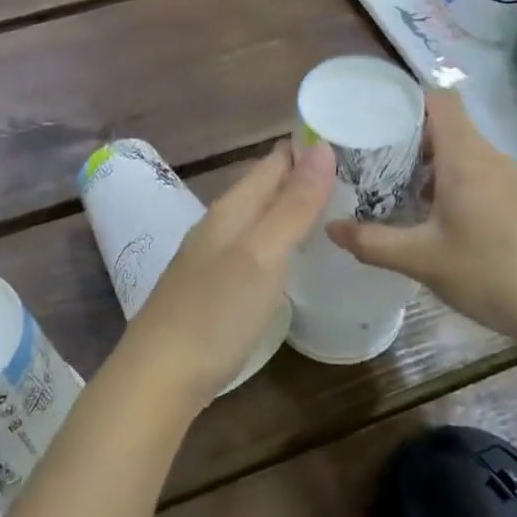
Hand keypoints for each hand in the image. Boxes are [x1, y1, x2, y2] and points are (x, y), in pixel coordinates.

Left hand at [118, 141, 333, 411]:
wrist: (159, 377)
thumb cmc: (215, 312)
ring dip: (291, 208)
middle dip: (304, 176)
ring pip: (259, 218)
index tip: (350, 139)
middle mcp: (220, 225)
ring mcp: (213, 257)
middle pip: (265, 188)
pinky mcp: (214, 288)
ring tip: (335, 209)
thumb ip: (292, 204)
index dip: (308, 148)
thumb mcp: (262, 255)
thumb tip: (322, 147)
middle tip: (357, 176)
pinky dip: (279, 240)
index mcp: (232, 209)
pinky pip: (254, 247)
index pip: (273, 162)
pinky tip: (294, 255)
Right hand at [326, 89, 516, 348]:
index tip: (378, 116)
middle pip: (450, 129)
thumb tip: (330, 228)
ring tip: (409, 199)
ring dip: (437, 169)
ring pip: (470, 156)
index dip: (409, 99)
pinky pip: (489, 178)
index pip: (441, 100)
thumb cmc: (493, 274)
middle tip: (379, 167)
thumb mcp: (422, 261)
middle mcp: (494, 159)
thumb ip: (372, 243)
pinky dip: (463, 187)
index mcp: (466, 158)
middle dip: (412, 142)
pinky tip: (451, 227)